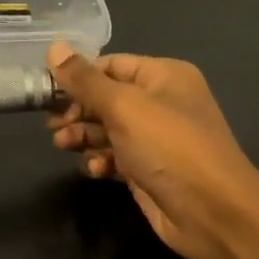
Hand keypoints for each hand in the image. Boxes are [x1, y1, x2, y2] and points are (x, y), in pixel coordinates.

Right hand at [46, 44, 258, 258]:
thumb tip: (54, 47)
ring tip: (63, 145)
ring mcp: (156, 139)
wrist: (212, 212)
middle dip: (77, 110)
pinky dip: (102, 161)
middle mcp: (162, 102)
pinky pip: (116, 157)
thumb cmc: (169, 147)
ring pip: (108, 129)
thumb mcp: (124, 107)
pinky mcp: (149, 170)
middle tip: (52, 125)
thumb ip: (85, 80)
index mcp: (164, 76)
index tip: (46, 91)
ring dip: (83, 136)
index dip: (79, 76)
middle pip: (107, 98)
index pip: (111, 65)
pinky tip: (94, 169)